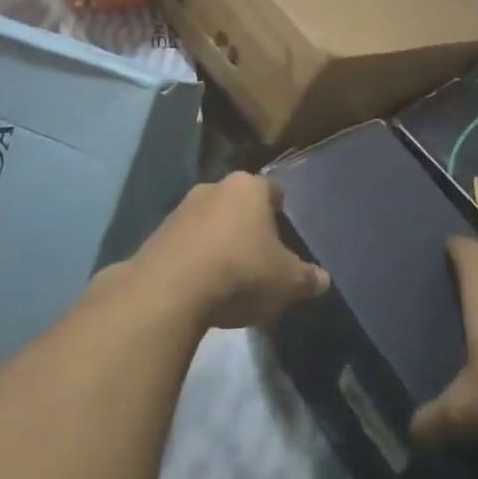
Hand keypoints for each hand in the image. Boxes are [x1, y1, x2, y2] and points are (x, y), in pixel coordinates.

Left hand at [128, 173, 329, 331]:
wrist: (169, 291)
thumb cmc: (241, 272)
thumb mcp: (287, 282)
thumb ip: (308, 278)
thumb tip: (322, 279)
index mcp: (248, 187)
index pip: (272, 190)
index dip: (281, 210)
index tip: (285, 232)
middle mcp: (212, 188)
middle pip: (237, 203)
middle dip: (247, 225)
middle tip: (260, 255)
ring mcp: (179, 210)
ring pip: (208, 222)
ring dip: (218, 241)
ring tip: (229, 275)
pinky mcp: (155, 236)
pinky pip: (185, 244)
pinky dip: (195, 259)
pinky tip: (201, 287)